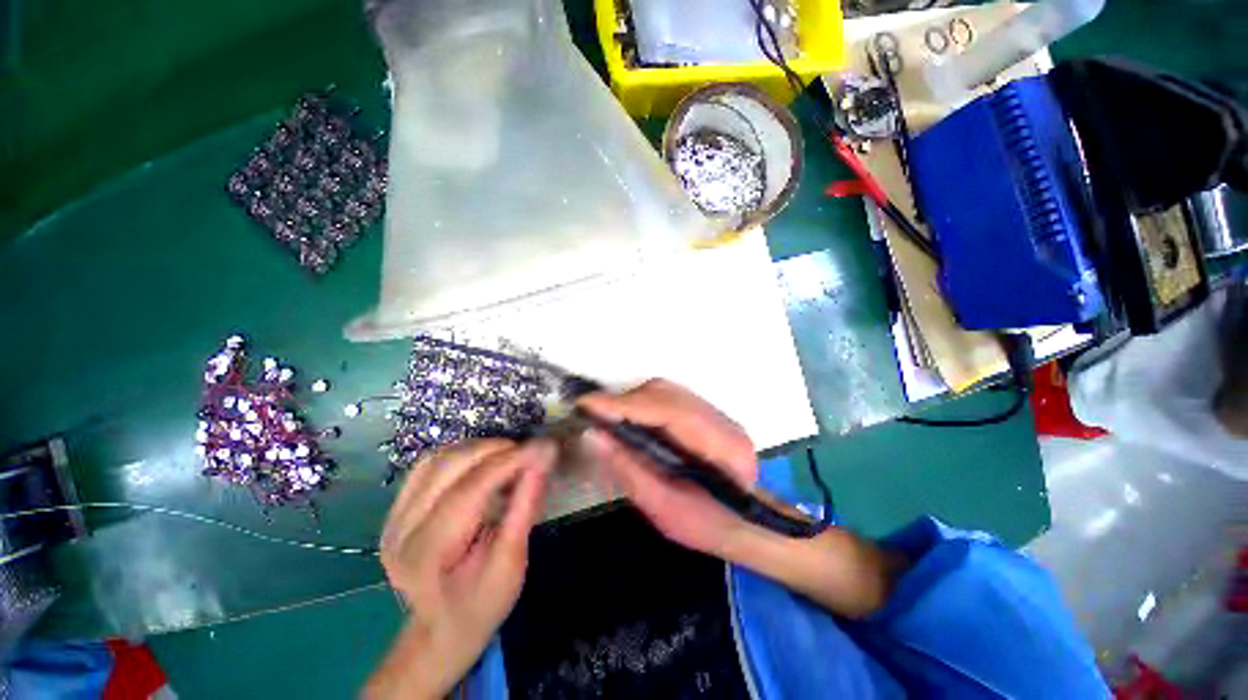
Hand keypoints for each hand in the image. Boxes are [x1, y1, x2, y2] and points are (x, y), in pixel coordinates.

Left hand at [367, 439, 555, 698]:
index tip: (542, 446)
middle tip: (526, 451)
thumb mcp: (512, 562)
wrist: (441, 628)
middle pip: (447, 467)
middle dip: (493, 449)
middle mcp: (401, 532)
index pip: (469, 490)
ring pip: (435, 460)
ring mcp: (392, 520)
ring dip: (476, 449)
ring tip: (507, 455)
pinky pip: (427, 467)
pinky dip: (459, 455)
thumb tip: (543, 457)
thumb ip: (525, 505)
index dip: (508, 461)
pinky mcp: (395, 511)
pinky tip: (480, 462)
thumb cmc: (482, 603)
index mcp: (427, 555)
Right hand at [580, 379, 907, 618]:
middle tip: (594, 414)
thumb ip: (629, 469)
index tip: (587, 404)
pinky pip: (669, 398)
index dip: (624, 404)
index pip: (666, 411)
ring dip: (632, 400)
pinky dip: (643, 404)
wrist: (751, 525)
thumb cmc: (711, 527)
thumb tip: (592, 434)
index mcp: (720, 447)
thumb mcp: (665, 510)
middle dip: (624, 401)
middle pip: (665, 393)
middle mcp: (721, 420)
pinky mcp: (708, 414)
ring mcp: (717, 413)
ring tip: (607, 416)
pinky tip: (630, 419)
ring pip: (666, 391)